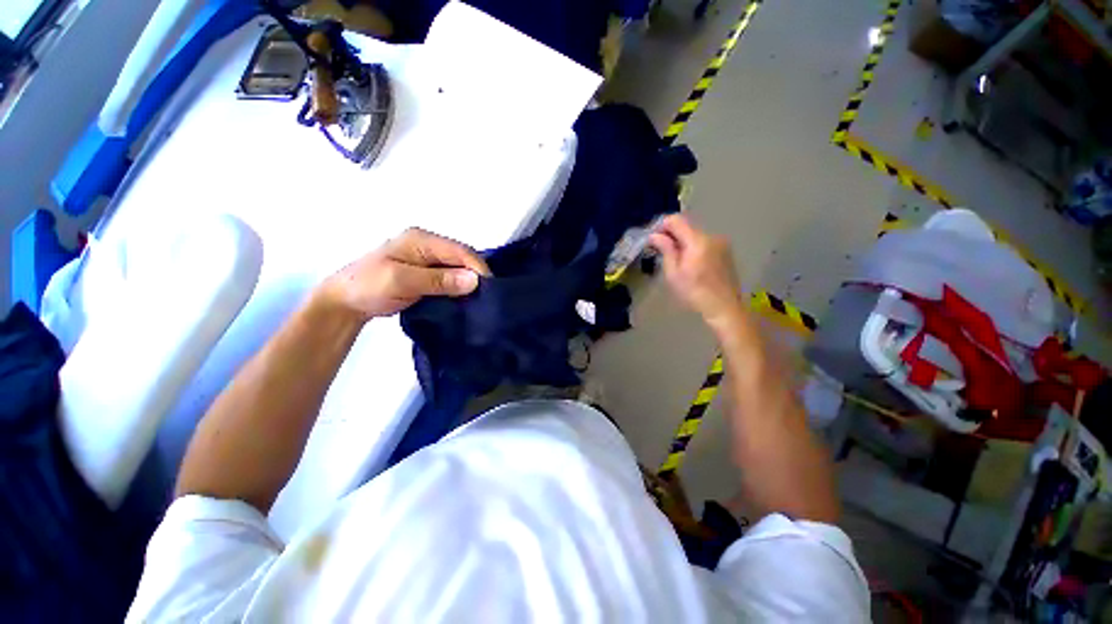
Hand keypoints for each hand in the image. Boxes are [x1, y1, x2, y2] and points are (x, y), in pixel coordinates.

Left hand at [320, 228, 490, 319]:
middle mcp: (428, 245)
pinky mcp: (428, 272)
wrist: (345, 301)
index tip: (490, 288)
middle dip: (476, 274)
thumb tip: (474, 280)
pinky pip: (451, 277)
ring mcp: (428, 259)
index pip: (459, 250)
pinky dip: (460, 287)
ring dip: (469, 282)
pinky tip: (466, 298)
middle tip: (487, 296)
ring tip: (480, 299)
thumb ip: (438, 280)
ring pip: (459, 268)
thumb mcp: (402, 282)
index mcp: (420, 240)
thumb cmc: (368, 287)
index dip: (477, 267)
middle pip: (462, 257)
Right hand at [649, 214, 745, 330]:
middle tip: (661, 251)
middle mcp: (711, 236)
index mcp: (698, 241)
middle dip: (672, 235)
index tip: (653, 240)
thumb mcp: (674, 273)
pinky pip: (705, 242)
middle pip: (687, 226)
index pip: (676, 220)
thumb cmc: (694, 292)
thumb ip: (666, 250)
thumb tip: (654, 235)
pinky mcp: (726, 251)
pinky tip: (691, 264)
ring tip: (676, 260)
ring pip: (695, 235)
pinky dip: (694, 247)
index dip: (661, 226)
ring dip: (683, 242)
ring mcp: (721, 243)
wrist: (724, 307)